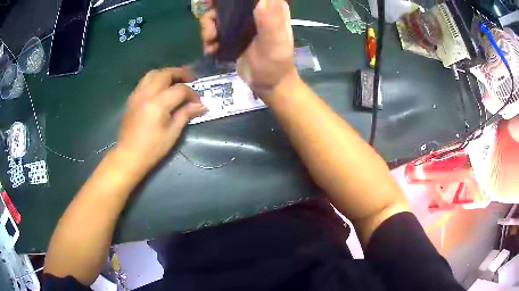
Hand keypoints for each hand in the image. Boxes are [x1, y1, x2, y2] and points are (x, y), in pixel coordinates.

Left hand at [116, 68, 206, 170]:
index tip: (199, 101)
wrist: (128, 156)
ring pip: (153, 73)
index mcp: (158, 103)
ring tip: (175, 81)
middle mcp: (146, 93)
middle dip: (180, 74)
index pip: (180, 89)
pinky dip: (155, 80)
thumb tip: (202, 105)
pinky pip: (144, 81)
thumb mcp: (172, 133)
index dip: (192, 93)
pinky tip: (160, 89)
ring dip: (166, 74)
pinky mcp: (131, 98)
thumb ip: (186, 114)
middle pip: (166, 73)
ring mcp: (137, 94)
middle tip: (190, 80)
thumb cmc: (152, 149)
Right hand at [200, 0, 297, 96]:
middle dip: (213, 15)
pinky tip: (210, 50)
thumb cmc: (276, 65)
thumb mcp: (275, 43)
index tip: (214, 4)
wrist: (269, 86)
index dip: (230, 0)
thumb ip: (270, 22)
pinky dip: (209, 39)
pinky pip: (215, 30)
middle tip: (210, 32)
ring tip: (209, 43)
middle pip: (227, 4)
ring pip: (217, 16)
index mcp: (270, 8)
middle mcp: (255, 11)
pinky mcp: (233, 35)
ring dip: (208, 29)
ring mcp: (242, 23)